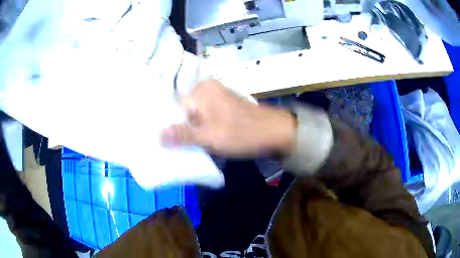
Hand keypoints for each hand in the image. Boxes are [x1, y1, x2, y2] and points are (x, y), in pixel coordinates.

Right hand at [161, 79, 295, 155]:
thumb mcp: (210, 137)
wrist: (276, 132)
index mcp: (201, 91)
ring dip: (191, 132)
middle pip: (185, 112)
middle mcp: (207, 89)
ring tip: (186, 149)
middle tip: (174, 150)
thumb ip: (182, 135)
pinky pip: (206, 118)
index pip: (175, 109)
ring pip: (195, 117)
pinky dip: (202, 130)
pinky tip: (200, 142)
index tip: (165, 146)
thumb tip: (157, 136)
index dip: (170, 128)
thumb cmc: (242, 133)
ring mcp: (217, 98)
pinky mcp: (224, 107)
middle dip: (180, 131)